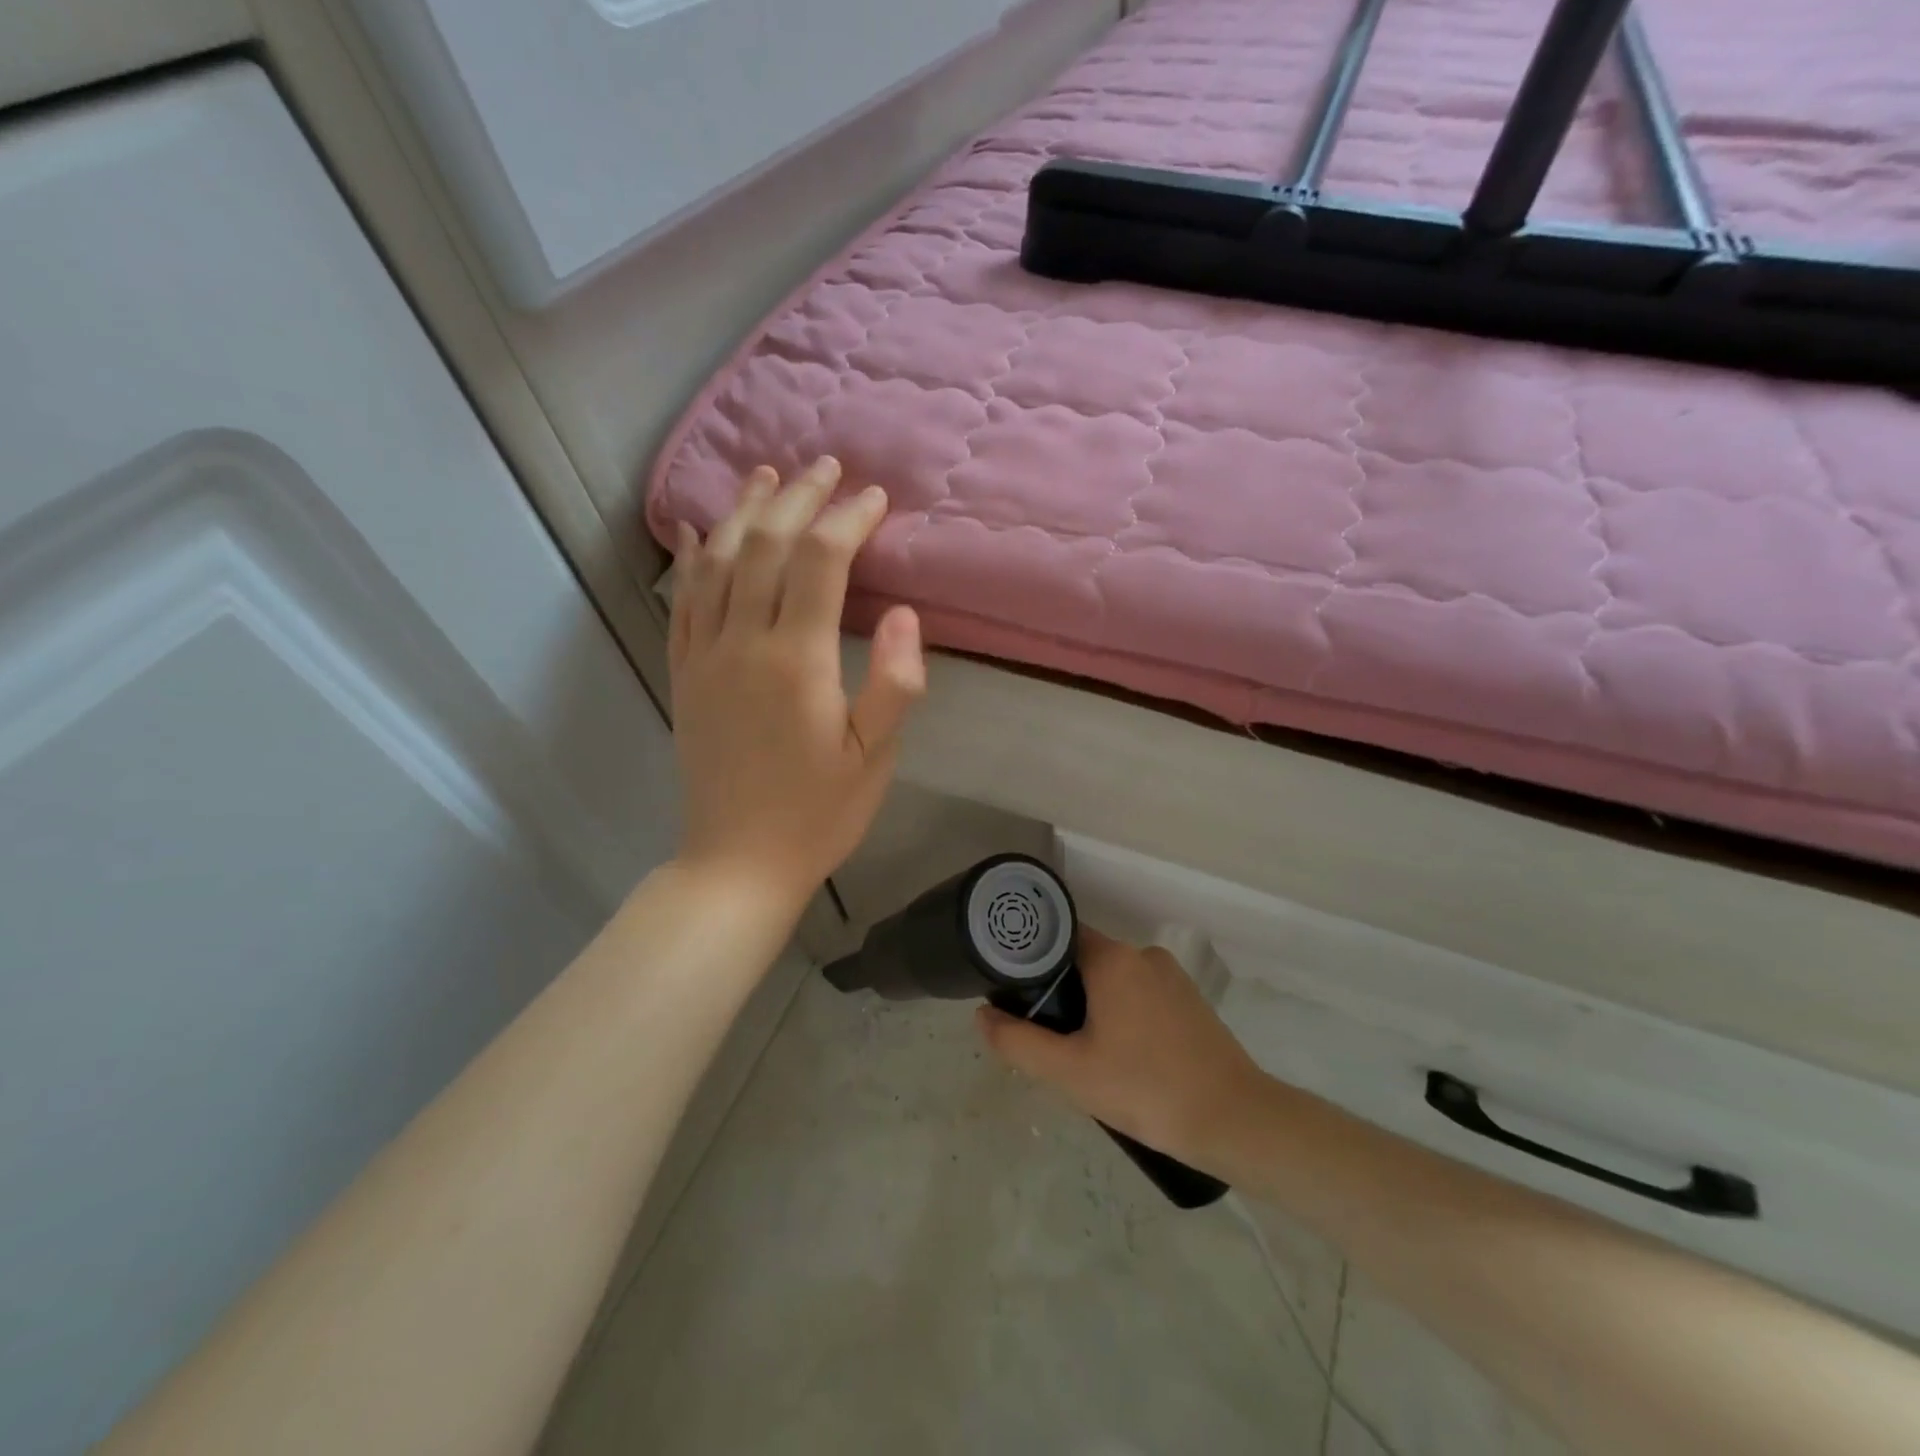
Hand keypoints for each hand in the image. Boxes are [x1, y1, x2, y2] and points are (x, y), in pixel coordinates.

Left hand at [669, 457, 925, 909]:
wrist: (737, 861)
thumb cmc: (818, 814)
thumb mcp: (875, 758)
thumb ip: (896, 683)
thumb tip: (902, 612)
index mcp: (797, 660)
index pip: (821, 562)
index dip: (848, 519)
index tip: (874, 498)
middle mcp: (743, 643)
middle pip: (768, 546)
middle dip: (799, 498)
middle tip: (825, 466)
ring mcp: (704, 656)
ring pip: (720, 562)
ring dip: (745, 512)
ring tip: (766, 476)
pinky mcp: (684, 675)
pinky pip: (683, 601)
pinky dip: (694, 559)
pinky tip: (703, 534)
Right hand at [976, 927, 1266, 1165]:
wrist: (1235, 1121)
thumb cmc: (1146, 1089)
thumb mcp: (1070, 1073)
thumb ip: (1018, 1042)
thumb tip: (982, 1015)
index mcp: (1114, 959)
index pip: (1058, 938)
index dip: (1032, 961)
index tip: (1016, 993)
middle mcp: (1143, 955)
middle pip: (1085, 960)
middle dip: (1062, 993)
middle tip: (1048, 1036)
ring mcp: (1172, 977)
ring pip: (1114, 981)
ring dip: (1094, 1007)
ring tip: (1084, 1053)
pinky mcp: (1191, 1001)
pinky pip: (1141, 995)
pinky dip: (1123, 1015)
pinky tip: (1123, 1058)